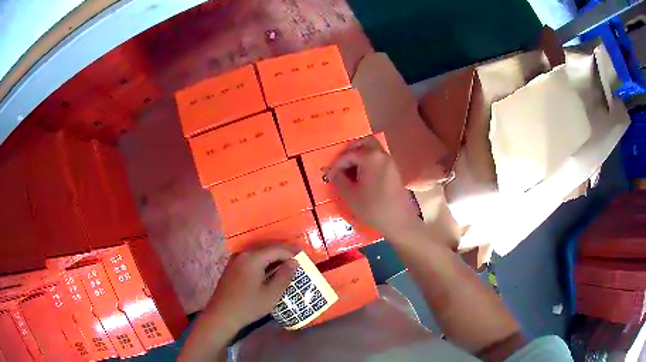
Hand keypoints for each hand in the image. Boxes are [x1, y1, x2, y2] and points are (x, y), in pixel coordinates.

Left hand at [204, 246, 297, 332]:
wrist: (222, 315)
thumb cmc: (249, 305)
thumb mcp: (271, 294)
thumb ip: (285, 276)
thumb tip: (294, 262)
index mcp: (253, 258)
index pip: (277, 249)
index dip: (291, 253)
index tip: (304, 260)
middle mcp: (243, 254)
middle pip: (267, 249)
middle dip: (283, 254)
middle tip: (297, 263)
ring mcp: (235, 260)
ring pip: (259, 254)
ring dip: (273, 259)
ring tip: (286, 268)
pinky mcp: (232, 267)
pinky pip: (251, 260)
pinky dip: (263, 263)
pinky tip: (269, 273)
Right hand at [327, 136, 420, 238]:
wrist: (398, 220)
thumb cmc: (372, 207)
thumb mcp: (350, 195)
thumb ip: (339, 180)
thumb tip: (334, 173)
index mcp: (369, 157)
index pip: (348, 154)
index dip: (336, 164)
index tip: (329, 175)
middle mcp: (381, 154)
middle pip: (364, 142)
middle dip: (350, 150)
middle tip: (341, 164)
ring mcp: (390, 161)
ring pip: (372, 149)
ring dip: (360, 155)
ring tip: (350, 170)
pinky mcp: (394, 170)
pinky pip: (378, 158)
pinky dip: (368, 161)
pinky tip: (362, 176)